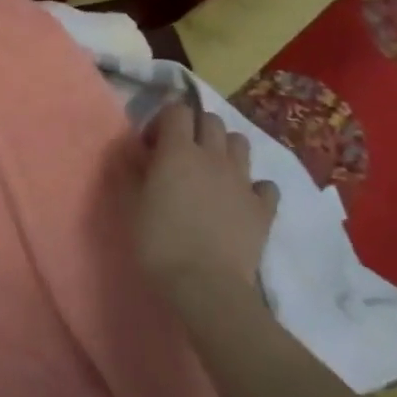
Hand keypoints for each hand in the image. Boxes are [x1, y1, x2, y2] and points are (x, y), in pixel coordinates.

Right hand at [135, 101, 279, 299]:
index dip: (164, 121)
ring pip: (241, 143)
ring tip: (212, 171)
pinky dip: (254, 187)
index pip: (177, 110)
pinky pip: (265, 185)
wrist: (206, 287)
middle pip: (212, 120)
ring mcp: (243, 180)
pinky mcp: (264, 208)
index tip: (153, 145)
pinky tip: (241, 201)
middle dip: (196, 128)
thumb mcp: (131, 203)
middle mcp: (213, 156)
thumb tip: (133, 151)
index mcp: (178, 150)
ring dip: (226, 149)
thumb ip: (131, 170)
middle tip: (182, 154)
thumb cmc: (159, 242)